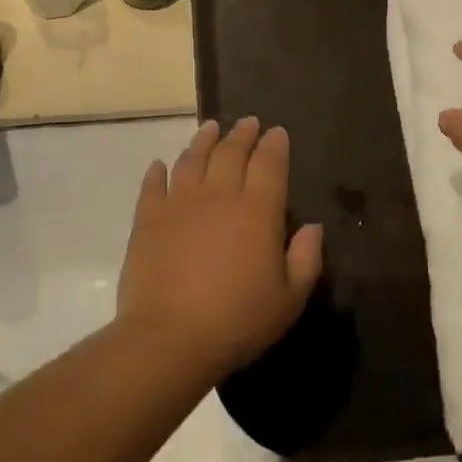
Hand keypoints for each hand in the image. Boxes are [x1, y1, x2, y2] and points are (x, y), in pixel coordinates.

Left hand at [117, 117, 324, 376]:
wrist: (170, 338)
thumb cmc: (237, 321)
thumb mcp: (289, 299)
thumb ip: (306, 258)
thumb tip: (313, 227)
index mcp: (257, 212)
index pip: (269, 164)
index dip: (275, 145)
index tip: (277, 132)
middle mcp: (219, 196)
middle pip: (231, 152)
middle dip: (242, 134)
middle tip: (247, 122)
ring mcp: (180, 204)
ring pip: (192, 160)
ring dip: (203, 140)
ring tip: (209, 128)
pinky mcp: (148, 219)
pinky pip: (153, 185)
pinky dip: (158, 171)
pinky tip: (160, 164)